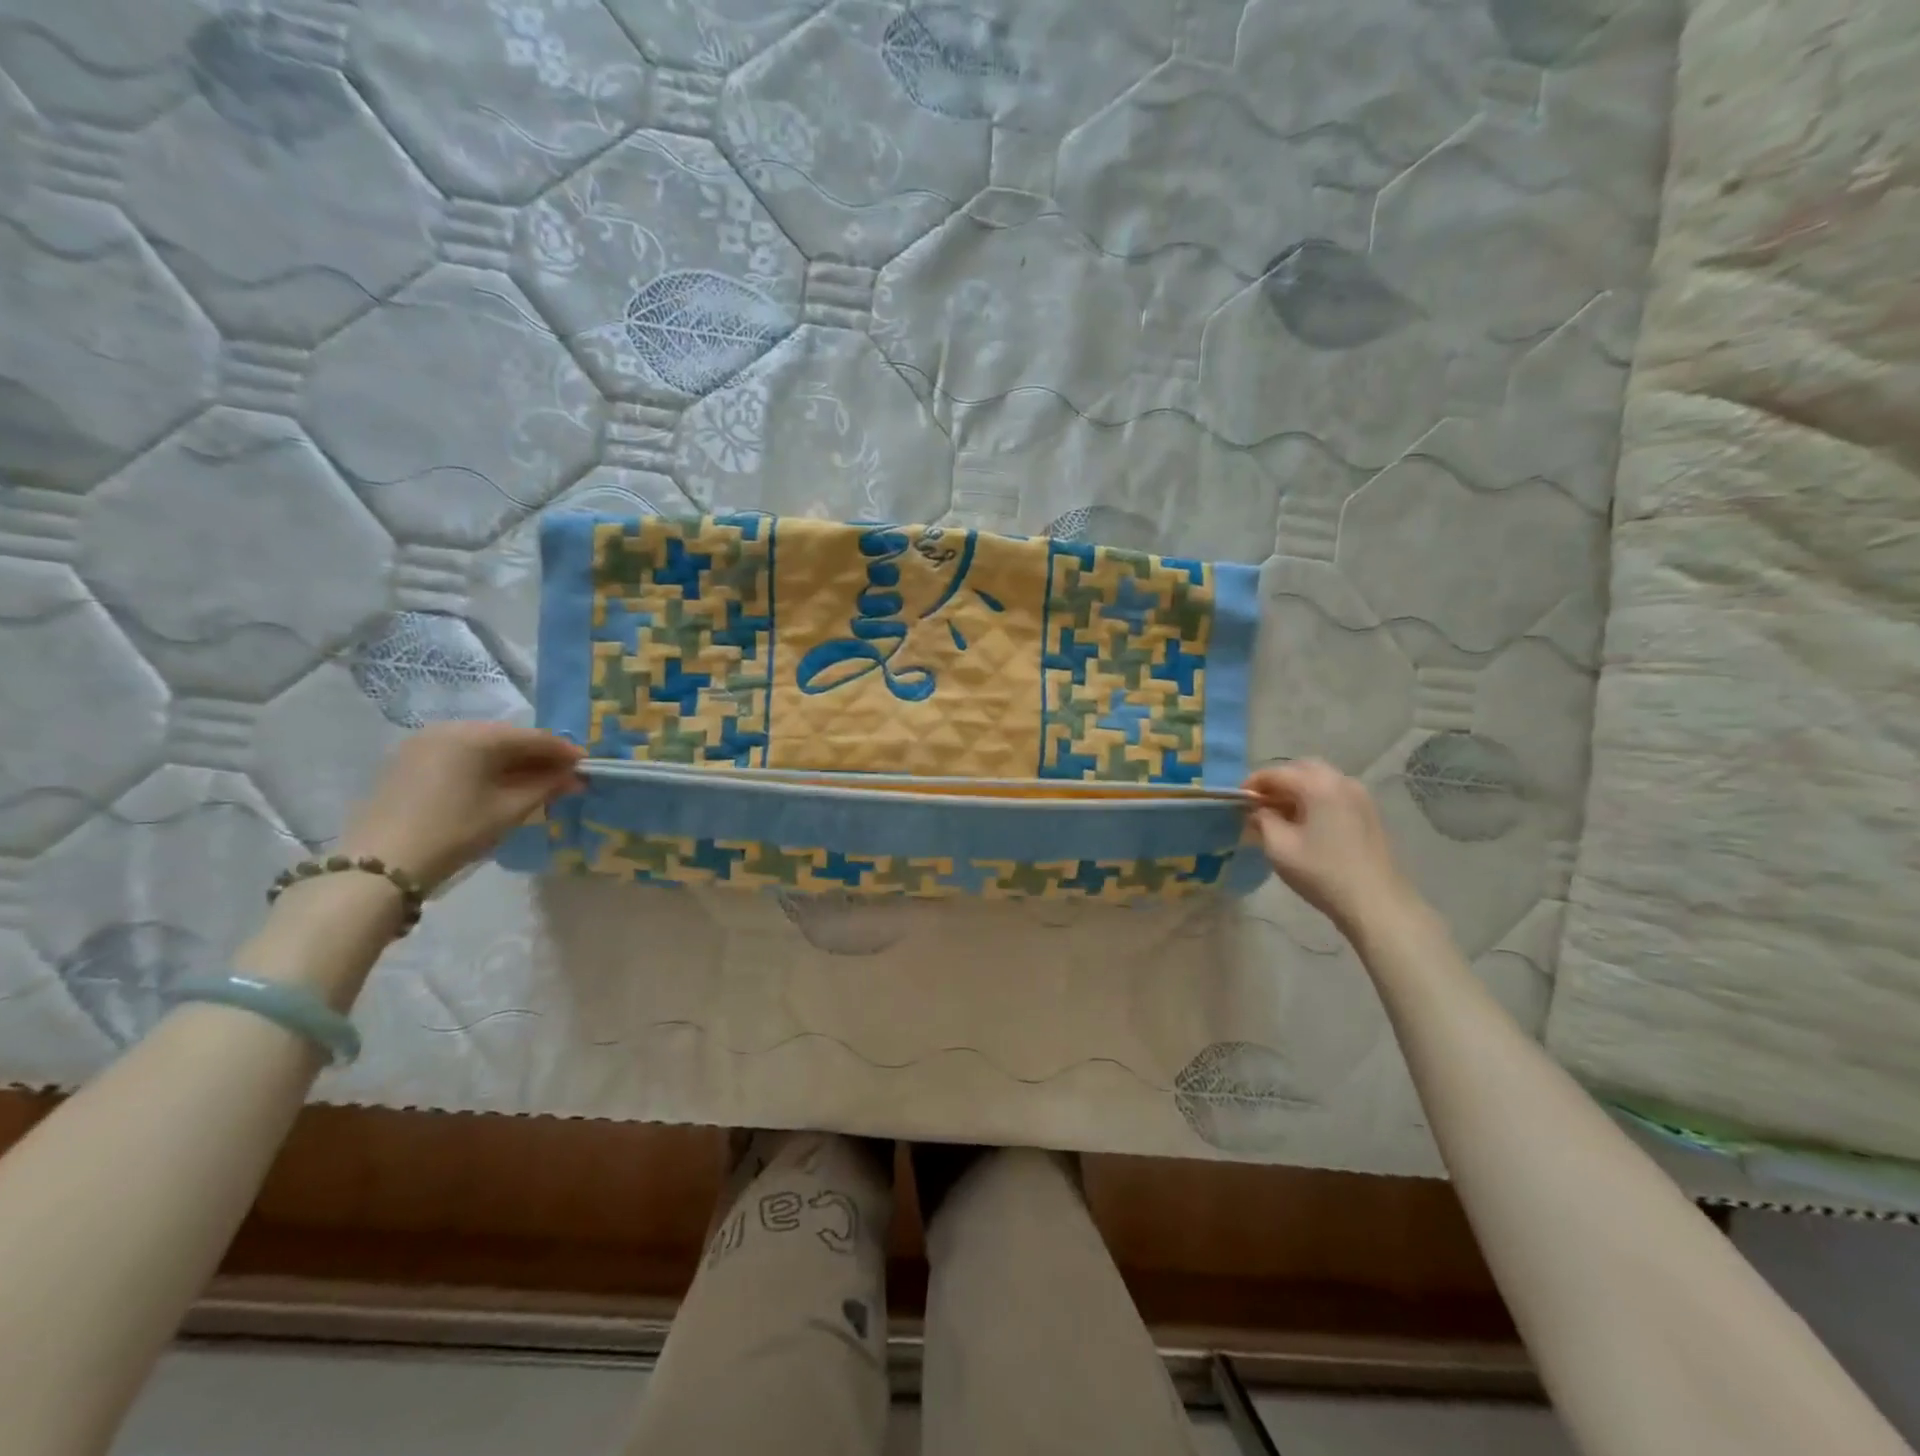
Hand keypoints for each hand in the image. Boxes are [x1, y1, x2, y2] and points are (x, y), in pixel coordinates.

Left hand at [337, 722, 585, 889]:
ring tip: (534, 785)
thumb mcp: (508, 810)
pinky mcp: (407, 761)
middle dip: (537, 757)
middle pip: (507, 738)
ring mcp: (423, 743)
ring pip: (482, 747)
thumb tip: (575, 777)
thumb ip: (546, 787)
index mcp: (476, 735)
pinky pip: (459, 755)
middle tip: (563, 777)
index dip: (564, 752)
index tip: (587, 767)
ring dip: (511, 763)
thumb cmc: (454, 831)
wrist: (380, 865)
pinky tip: (497, 787)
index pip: (533, 737)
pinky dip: (484, 767)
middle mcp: (449, 728)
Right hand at [1242, 760, 1419, 939]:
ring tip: (1280, 815)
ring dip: (1296, 790)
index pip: (1275, 773)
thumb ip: (1262, 820)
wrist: (1375, 902)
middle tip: (1259, 805)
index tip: (1237, 801)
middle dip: (1276, 783)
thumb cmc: (1321, 872)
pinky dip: (1314, 798)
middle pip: (1300, 769)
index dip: (1252, 784)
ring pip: (1319, 780)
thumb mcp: (1279, 847)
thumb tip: (1258, 810)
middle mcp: (1341, 781)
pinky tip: (1305, 822)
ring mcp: (1359, 795)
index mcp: (1318, 785)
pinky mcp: (1368, 811)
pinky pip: (1333, 793)